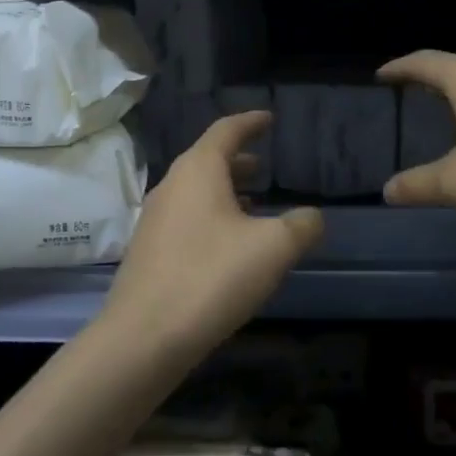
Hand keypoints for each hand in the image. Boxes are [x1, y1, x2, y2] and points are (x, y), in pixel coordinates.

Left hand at [103, 111, 322, 359]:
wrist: (144, 337)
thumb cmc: (211, 278)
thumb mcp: (273, 249)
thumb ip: (301, 226)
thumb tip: (312, 217)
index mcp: (198, 171)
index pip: (226, 131)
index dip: (250, 122)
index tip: (268, 118)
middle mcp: (171, 186)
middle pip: (207, 160)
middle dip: (237, 160)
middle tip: (263, 165)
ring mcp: (155, 219)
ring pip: (195, 191)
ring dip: (225, 191)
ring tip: (253, 205)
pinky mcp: (149, 251)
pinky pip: (186, 218)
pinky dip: (211, 216)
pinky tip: (228, 245)